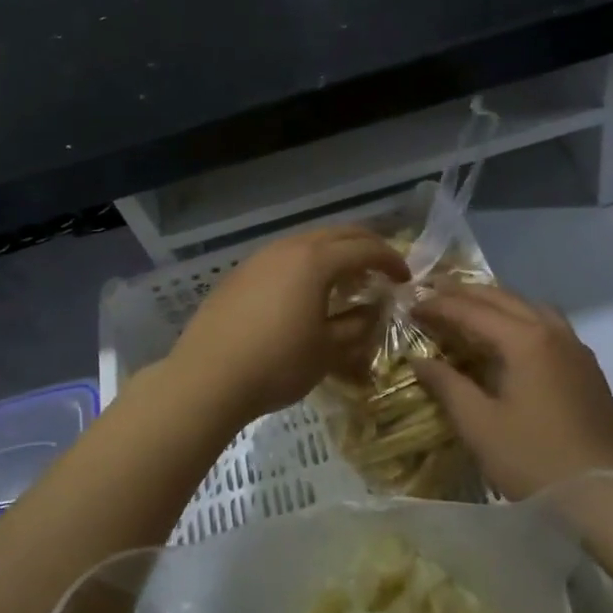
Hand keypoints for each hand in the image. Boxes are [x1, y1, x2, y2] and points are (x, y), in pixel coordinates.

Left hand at [167, 225, 408, 425]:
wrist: (207, 377)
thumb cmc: (277, 364)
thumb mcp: (329, 351)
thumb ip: (358, 326)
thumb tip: (373, 310)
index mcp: (316, 261)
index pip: (365, 249)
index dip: (391, 261)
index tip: (404, 280)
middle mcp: (288, 248)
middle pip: (337, 234)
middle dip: (365, 248)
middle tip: (382, 270)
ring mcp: (260, 258)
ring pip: (307, 242)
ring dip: (334, 255)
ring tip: (345, 282)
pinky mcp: (240, 274)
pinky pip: (283, 257)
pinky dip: (306, 266)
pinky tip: (305, 293)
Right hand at [410, 282, 612, 498]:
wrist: (605, 496)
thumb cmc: (534, 460)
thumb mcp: (479, 425)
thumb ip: (447, 385)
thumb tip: (419, 360)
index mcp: (525, 340)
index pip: (473, 311)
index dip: (439, 306)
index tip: (411, 306)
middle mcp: (553, 332)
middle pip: (503, 299)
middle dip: (466, 294)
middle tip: (434, 293)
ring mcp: (576, 348)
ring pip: (530, 307)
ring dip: (496, 302)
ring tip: (470, 307)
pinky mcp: (587, 368)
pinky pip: (549, 325)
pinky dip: (521, 318)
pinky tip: (511, 337)